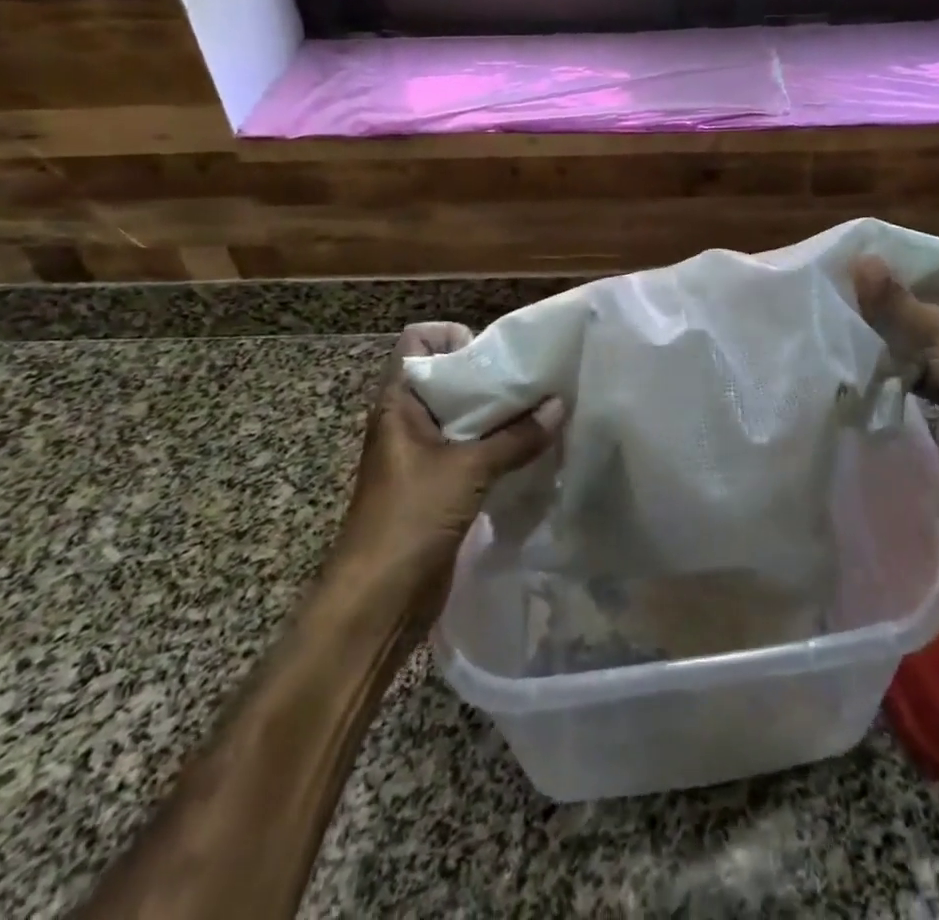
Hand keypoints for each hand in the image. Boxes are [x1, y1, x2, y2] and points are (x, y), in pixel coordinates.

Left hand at [334, 322, 562, 605]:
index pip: (418, 342)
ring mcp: (424, 454)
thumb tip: (561, 405)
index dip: (453, 337)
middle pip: (450, 377)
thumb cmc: (410, 519)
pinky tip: (534, 449)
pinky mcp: (441, 485)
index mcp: (399, 403)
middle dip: (491, 375)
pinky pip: (474, 450)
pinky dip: (501, 445)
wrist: (377, 602)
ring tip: (544, 410)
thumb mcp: (467, 470)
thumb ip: (516, 438)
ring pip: (466, 416)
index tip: (493, 355)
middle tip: (535, 380)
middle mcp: (409, 421)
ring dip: (501, 414)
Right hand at [852, 254, 938, 515]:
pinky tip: (856, 348)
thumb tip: (858, 260)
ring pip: (916, 332)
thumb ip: (895, 299)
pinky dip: (889, 360)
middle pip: (928, 296)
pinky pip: (910, 364)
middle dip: (892, 290)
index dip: (916, 252)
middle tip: (847, 277)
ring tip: (843, 308)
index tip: (874, 247)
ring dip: (887, 327)